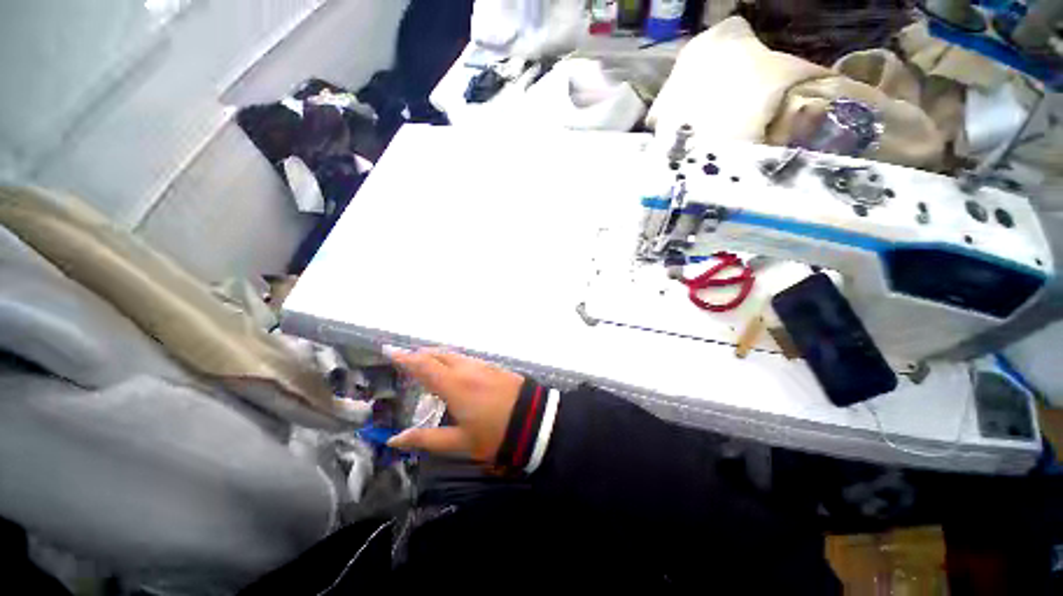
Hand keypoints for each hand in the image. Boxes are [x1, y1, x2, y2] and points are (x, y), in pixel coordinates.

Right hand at [384, 346, 523, 461]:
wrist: (534, 420)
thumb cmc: (494, 434)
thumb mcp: (459, 443)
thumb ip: (425, 439)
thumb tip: (395, 439)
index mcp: (454, 385)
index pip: (423, 366)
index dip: (404, 358)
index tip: (389, 350)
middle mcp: (466, 369)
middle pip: (438, 354)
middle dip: (420, 353)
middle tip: (405, 357)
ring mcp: (482, 366)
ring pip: (454, 354)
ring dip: (437, 354)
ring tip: (425, 361)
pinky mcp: (493, 367)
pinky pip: (467, 358)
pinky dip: (453, 358)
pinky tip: (452, 367)